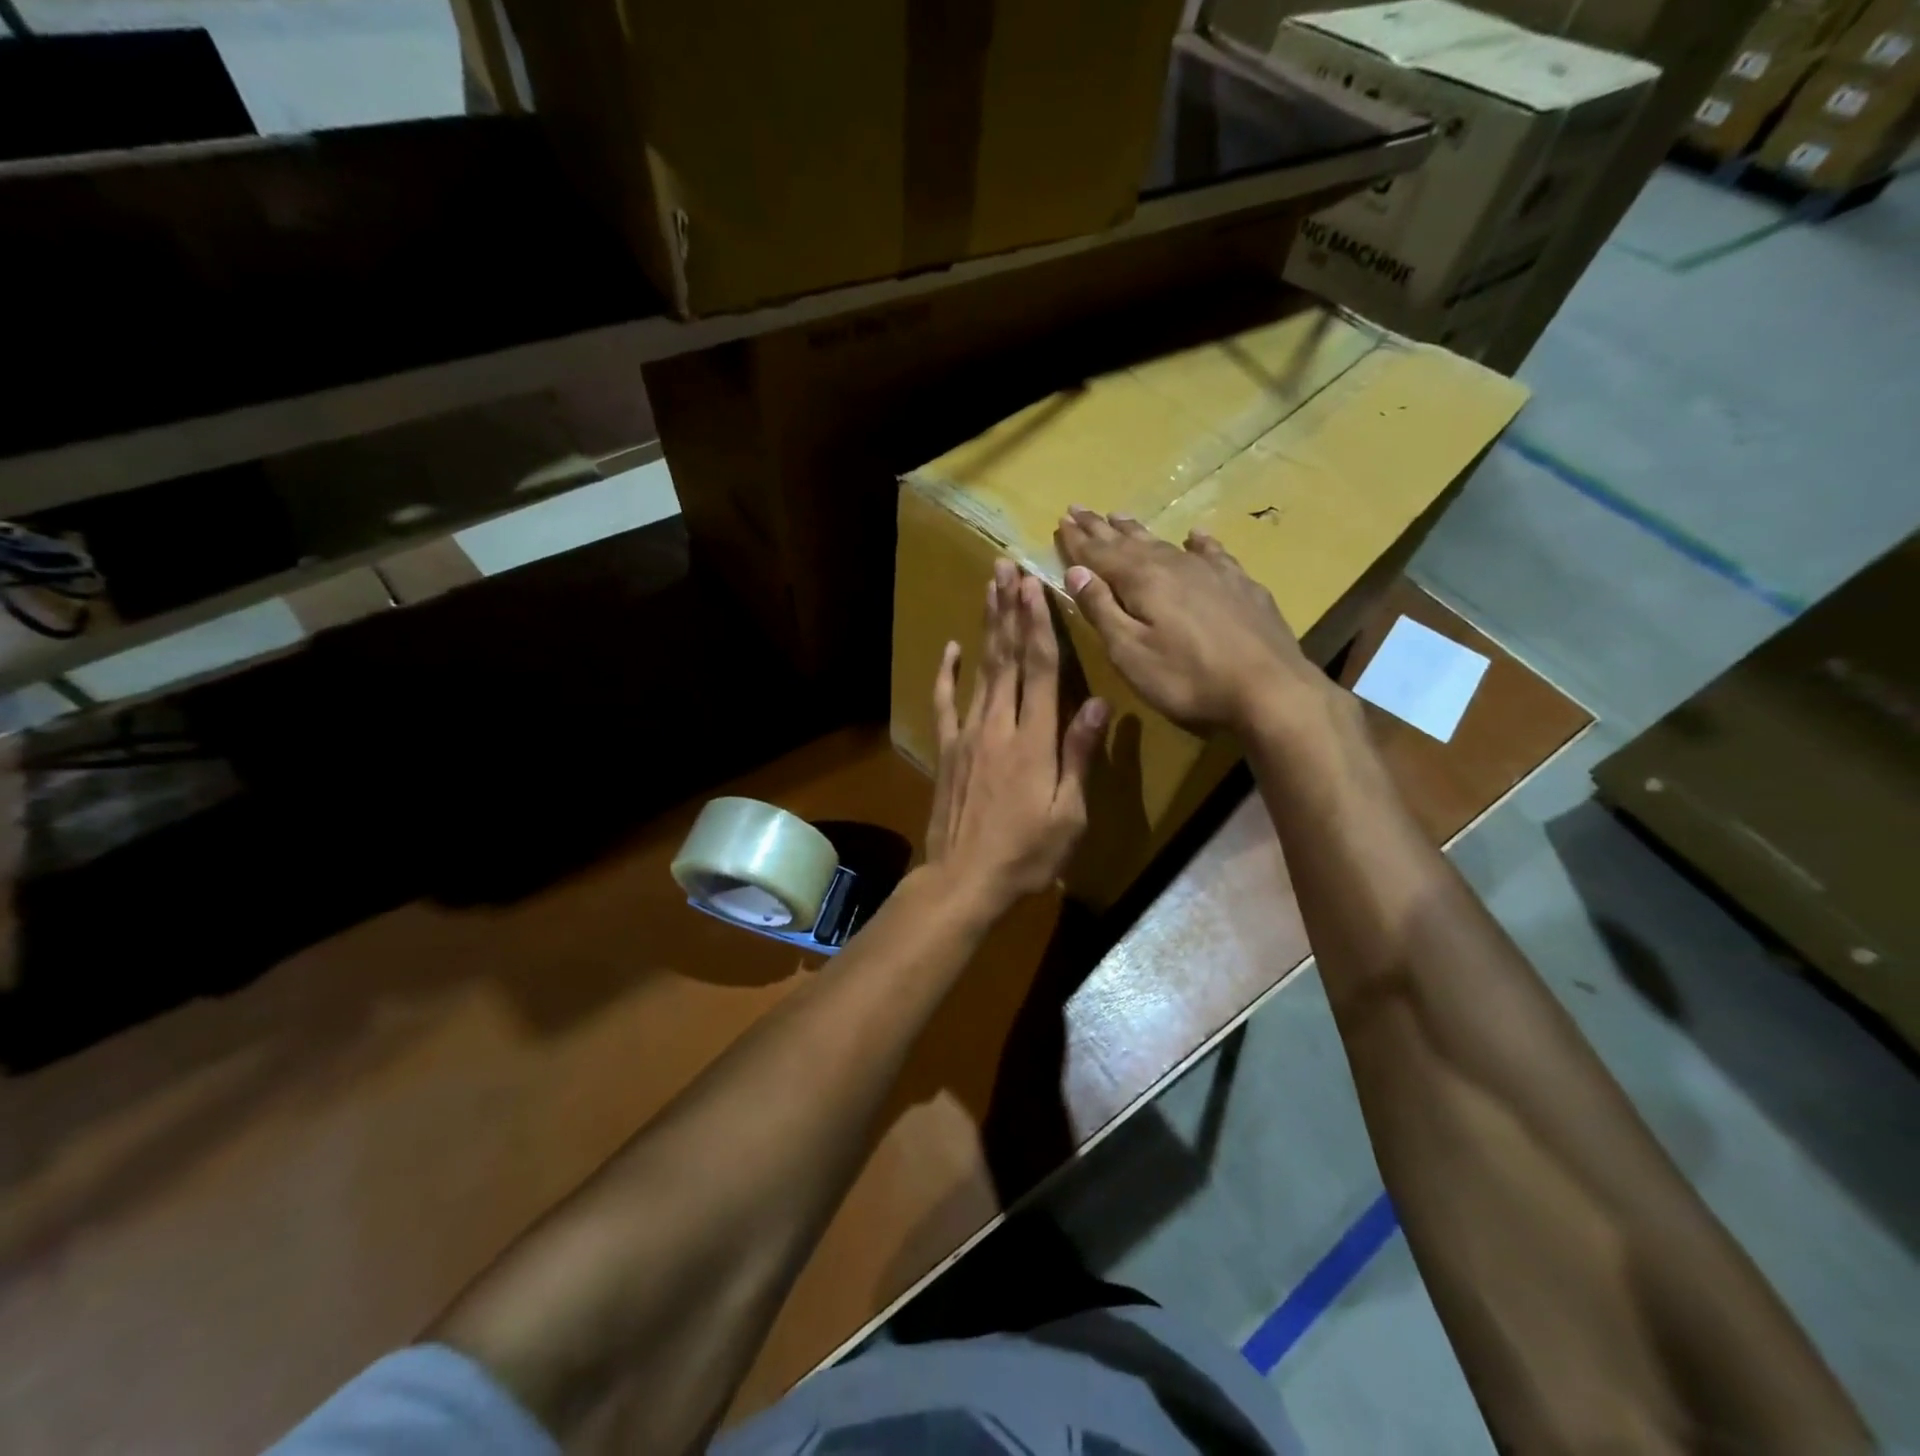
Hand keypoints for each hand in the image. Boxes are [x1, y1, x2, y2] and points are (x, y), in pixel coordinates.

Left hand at [925, 559, 1108, 911]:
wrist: (963, 880)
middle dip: (1008, 609)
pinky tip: (950, 648)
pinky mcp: (947, 750)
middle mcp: (998, 725)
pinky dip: (946, 673)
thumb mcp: (1069, 814)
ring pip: (979, 670)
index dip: (1038, 623)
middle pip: (1006, 657)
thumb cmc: (1026, 854)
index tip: (1035, 585)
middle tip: (1006, 567)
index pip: (1038, 668)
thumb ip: (1080, 755)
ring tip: (987, 589)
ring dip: (985, 628)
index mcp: (1034, 740)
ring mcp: (967, 735)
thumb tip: (1097, 703)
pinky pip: (944, 703)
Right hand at [1054, 507, 1325, 734]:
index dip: (1077, 540)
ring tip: (1120, 516)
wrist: (1270, 690)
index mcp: (1141, 581)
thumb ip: (1102, 610)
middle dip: (1101, 527)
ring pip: (1165, 543)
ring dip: (1139, 530)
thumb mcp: (1130, 653)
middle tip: (1079, 508)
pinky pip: (1212, 553)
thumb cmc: (1188, 679)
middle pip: (1129, 541)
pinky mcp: (1241, 586)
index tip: (1061, 521)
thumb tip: (1075, 572)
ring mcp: (1211, 572)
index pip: (1099, 553)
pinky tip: (1195, 537)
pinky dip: (1198, 543)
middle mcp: (1174, 565)